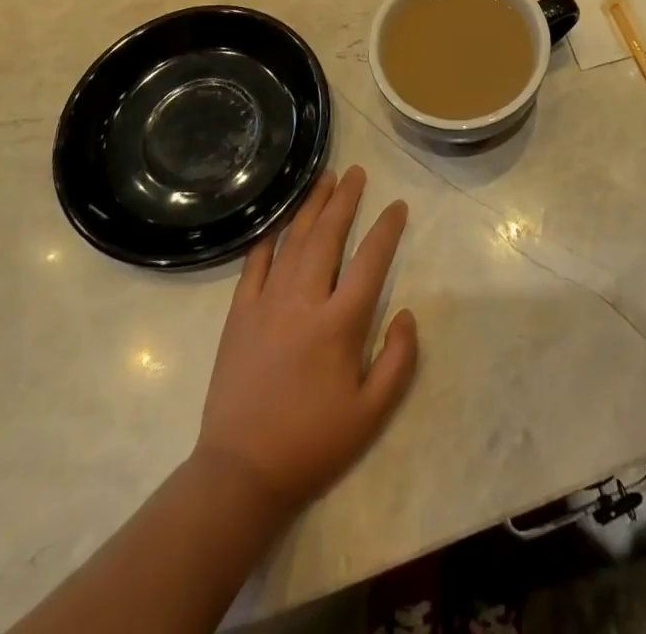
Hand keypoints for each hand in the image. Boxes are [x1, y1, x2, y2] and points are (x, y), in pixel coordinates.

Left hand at [195, 166, 417, 521]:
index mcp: (339, 323)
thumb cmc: (313, 443)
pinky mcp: (238, 315)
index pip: (371, 259)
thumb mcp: (372, 413)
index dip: (387, 228)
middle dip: (345, 199)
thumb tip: (406, 313)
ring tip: (325, 179)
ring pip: (293, 241)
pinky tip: (278, 225)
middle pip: (328, 235)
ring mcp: (266, 303)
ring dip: (311, 207)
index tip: (397, 206)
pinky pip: (254, 265)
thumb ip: (399, 359)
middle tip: (356, 172)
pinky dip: (268, 240)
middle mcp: (303, 300)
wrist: (240, 474)